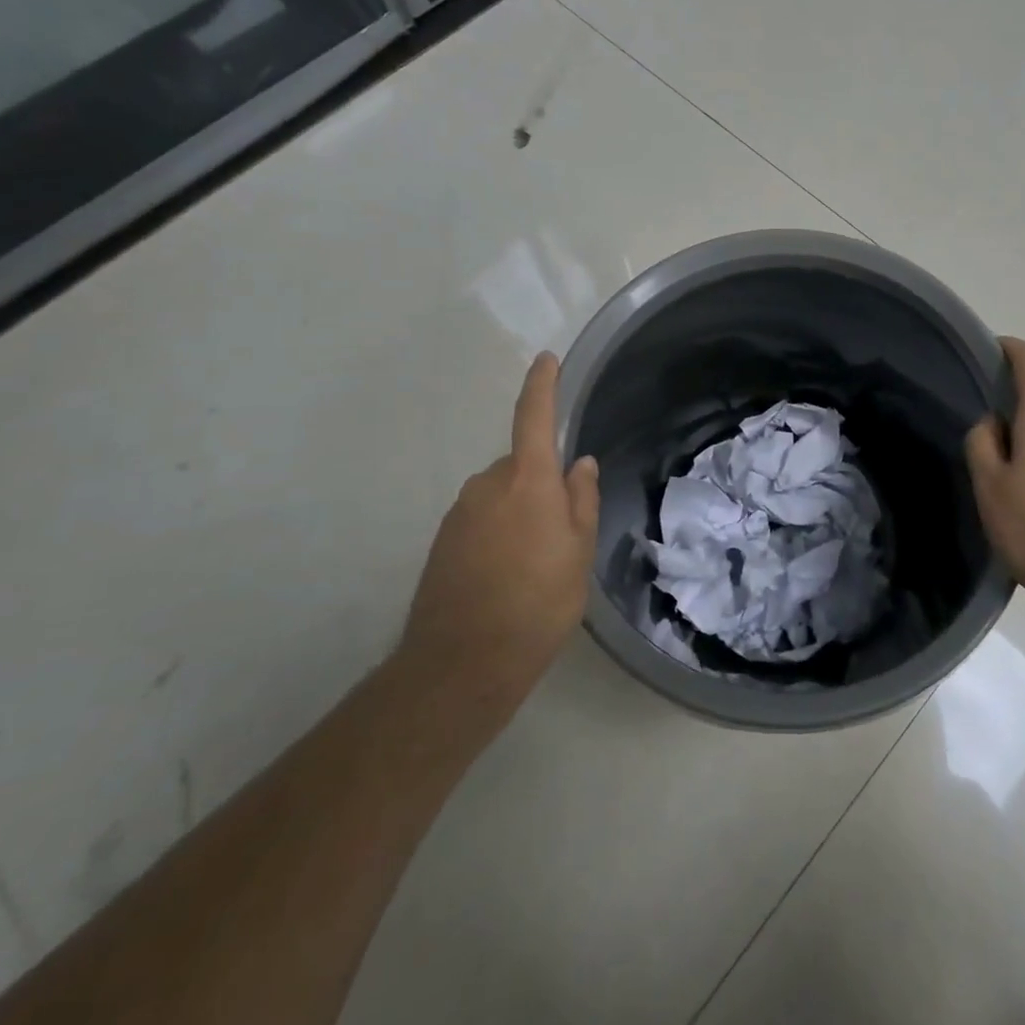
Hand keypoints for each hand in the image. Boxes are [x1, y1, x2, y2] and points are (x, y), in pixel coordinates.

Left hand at [399, 353, 599, 724]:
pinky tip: (508, 577)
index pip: (534, 418)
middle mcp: (487, 485)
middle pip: (522, 466)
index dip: (542, 385)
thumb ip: (580, 500)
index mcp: (526, 480)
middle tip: (562, 533)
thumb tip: (579, 464)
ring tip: (536, 565)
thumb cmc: (538, 602)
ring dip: (520, 514)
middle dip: (542, 485)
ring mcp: (460, 513)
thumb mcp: (578, 552)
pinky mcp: (443, 542)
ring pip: (502, 496)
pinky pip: (481, 520)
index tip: (546, 360)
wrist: (462, 664)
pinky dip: (498, 535)